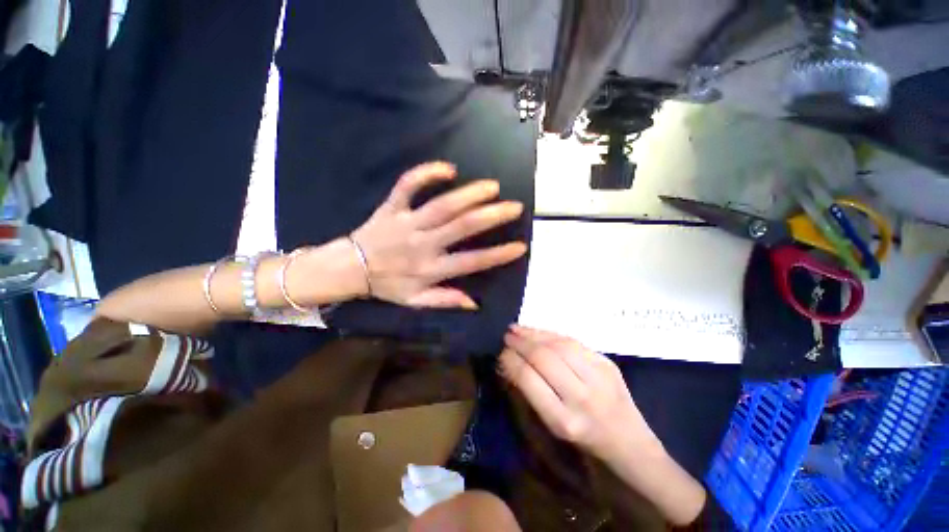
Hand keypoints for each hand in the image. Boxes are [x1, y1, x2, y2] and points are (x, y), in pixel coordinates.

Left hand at [351, 161, 526, 309]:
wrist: (349, 268)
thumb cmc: (387, 285)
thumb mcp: (415, 301)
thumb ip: (445, 300)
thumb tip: (474, 303)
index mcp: (430, 269)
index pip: (471, 262)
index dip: (498, 255)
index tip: (520, 246)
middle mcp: (423, 244)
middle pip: (461, 227)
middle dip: (492, 216)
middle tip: (514, 206)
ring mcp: (407, 222)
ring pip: (442, 205)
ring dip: (469, 194)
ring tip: (492, 187)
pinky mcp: (392, 206)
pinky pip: (408, 185)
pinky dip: (426, 173)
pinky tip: (449, 169)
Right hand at [498, 325, 660, 461]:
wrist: (629, 442)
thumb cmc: (584, 440)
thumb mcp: (552, 426)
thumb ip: (530, 393)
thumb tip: (508, 362)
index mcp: (563, 420)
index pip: (528, 379)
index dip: (511, 361)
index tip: (501, 353)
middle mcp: (581, 397)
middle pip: (543, 358)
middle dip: (520, 343)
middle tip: (506, 336)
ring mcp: (599, 377)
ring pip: (559, 345)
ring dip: (533, 333)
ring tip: (517, 329)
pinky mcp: (608, 363)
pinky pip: (573, 341)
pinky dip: (551, 334)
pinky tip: (538, 331)